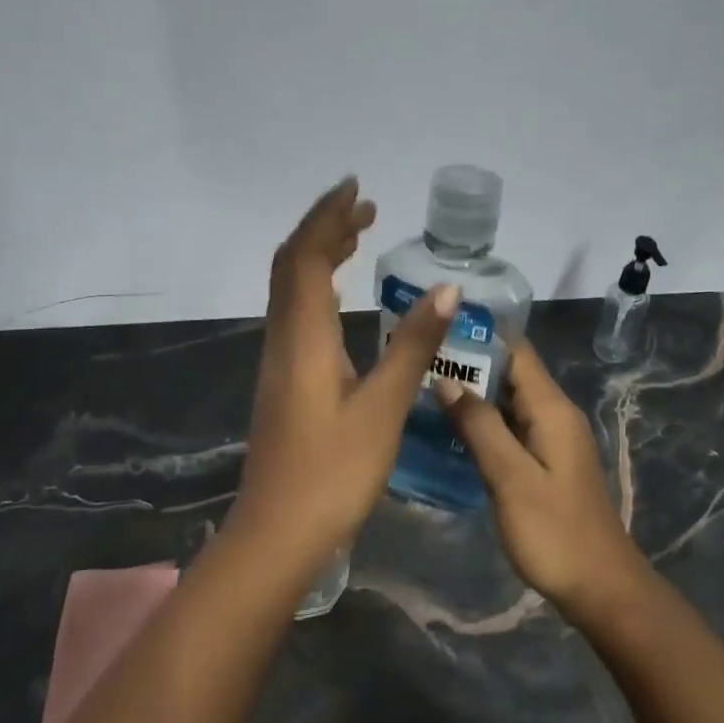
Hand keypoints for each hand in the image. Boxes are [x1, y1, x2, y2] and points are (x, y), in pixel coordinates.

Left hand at [234, 177, 459, 563]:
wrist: (278, 533)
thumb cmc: (334, 473)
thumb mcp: (384, 408)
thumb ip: (413, 347)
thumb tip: (445, 292)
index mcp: (304, 337)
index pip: (307, 257)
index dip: (328, 217)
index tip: (358, 189)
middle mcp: (284, 339)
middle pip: (292, 265)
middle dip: (324, 228)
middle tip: (366, 209)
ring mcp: (279, 361)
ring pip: (292, 290)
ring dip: (320, 255)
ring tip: (358, 238)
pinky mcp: (284, 381)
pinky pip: (297, 314)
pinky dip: (319, 287)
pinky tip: (343, 299)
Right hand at [437, 343, 651, 623]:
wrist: (601, 587)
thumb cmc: (555, 532)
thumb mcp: (511, 477)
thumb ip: (479, 426)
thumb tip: (447, 379)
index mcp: (552, 408)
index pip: (516, 350)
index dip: (479, 333)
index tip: (436, 326)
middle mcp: (554, 414)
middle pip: (510, 373)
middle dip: (468, 363)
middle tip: (417, 360)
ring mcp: (551, 439)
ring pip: (507, 402)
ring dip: (472, 393)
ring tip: (423, 386)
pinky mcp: (545, 462)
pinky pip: (510, 427)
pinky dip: (482, 422)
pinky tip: (448, 429)